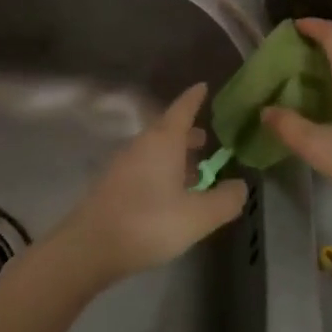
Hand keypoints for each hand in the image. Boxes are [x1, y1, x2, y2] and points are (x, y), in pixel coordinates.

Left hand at [55, 83, 247, 280]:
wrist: (91, 245)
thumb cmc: (149, 222)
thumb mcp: (197, 216)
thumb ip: (224, 200)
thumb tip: (240, 185)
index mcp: (163, 141)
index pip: (182, 109)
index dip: (194, 98)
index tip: (203, 86)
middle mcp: (142, 144)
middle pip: (167, 130)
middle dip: (188, 133)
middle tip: (207, 139)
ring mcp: (124, 163)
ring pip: (155, 150)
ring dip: (175, 155)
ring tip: (195, 172)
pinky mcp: (114, 183)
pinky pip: (144, 166)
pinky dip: (162, 170)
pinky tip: (171, 194)